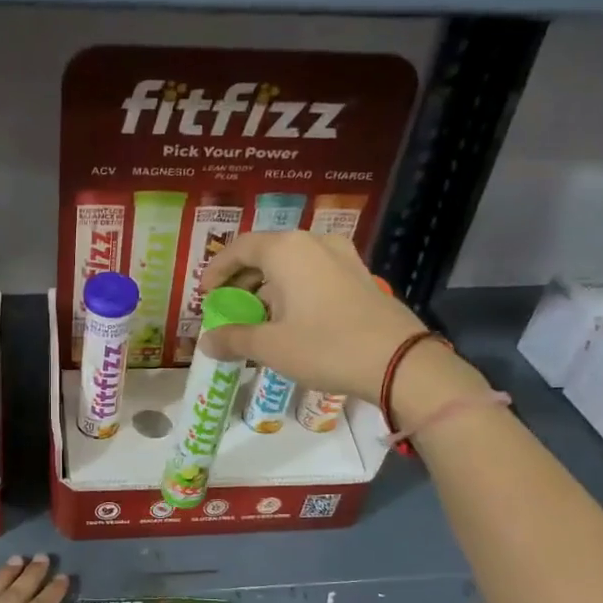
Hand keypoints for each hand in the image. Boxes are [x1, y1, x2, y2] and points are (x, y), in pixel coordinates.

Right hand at [198, 231, 424, 403]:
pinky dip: (294, 290)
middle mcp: (314, 243)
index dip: (217, 269)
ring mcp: (342, 257)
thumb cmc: (325, 346)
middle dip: (243, 279)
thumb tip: (206, 342)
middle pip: (266, 253)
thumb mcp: (270, 347)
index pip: (239, 248)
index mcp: (286, 250)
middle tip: (229, 306)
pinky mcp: (359, 276)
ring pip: (292, 264)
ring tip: (258, 317)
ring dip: (269, 286)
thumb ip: (234, 339)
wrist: (397, 360)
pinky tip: (292, 319)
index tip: (205, 294)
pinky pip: (315, 274)